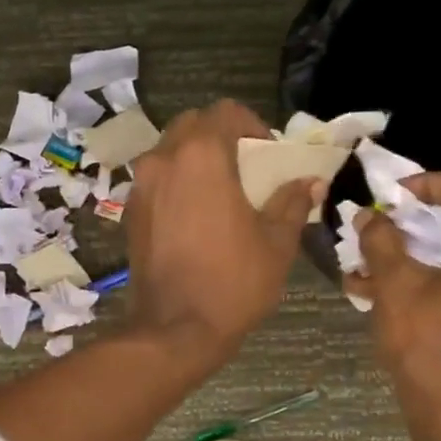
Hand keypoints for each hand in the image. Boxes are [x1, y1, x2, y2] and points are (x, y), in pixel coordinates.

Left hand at [124, 100, 321, 361]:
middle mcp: (163, 160)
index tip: (268, 153)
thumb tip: (310, 182)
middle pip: (192, 125)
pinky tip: (195, 213)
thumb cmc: (232, 282)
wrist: (174, 329)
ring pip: (169, 150)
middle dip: (220, 136)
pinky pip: (155, 179)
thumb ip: (291, 203)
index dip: (252, 124)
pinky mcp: (130, 212)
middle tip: (245, 166)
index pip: (226, 111)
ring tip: (220, 190)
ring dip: (195, 158)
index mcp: (201, 156)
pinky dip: (176, 182)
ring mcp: (140, 186)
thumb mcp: (276, 242)